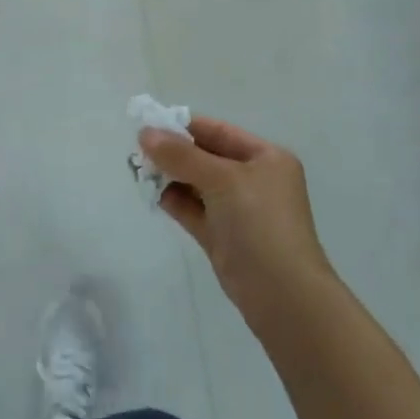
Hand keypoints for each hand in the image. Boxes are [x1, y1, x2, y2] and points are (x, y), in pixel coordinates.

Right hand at [138, 116, 335, 327]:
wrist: (282, 295)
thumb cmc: (260, 223)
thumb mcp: (222, 179)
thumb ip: (182, 155)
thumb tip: (145, 133)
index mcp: (266, 158)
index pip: (219, 132)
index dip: (184, 126)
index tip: (148, 123)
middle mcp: (253, 179)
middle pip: (206, 156)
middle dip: (173, 152)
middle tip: (137, 150)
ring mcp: (238, 210)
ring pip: (197, 183)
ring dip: (170, 176)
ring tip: (138, 170)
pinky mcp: (222, 236)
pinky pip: (193, 209)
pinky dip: (174, 200)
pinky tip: (152, 194)